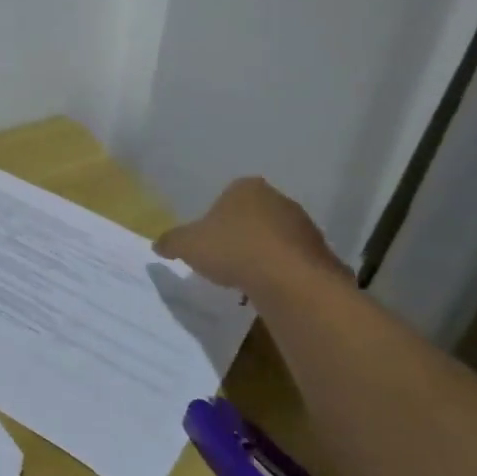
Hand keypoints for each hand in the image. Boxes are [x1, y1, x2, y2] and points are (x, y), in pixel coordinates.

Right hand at [153, 177, 348, 297]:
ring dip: (261, 253)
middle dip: (239, 235)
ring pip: (273, 237)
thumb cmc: (233, 249)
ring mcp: (302, 224)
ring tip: (246, 279)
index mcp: (246, 188)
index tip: (207, 242)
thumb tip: (157, 245)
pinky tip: (268, 287)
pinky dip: (280, 270)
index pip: (226, 197)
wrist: (289, 279)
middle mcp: (277, 198)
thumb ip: (171, 242)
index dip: (214, 220)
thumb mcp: (188, 245)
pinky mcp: (318, 251)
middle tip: (224, 260)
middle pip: (252, 216)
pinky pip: (291, 259)